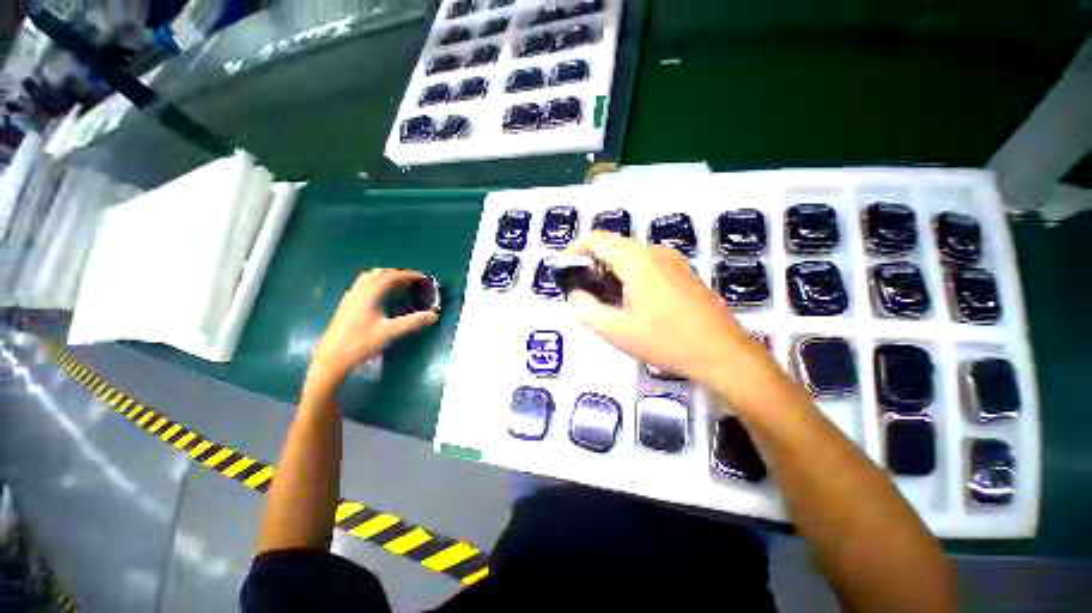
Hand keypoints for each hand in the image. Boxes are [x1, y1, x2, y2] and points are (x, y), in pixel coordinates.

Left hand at [306, 269, 437, 395]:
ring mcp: (351, 297)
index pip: (391, 277)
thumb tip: (434, 315)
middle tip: (413, 282)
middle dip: (397, 274)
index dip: (408, 275)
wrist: (331, 358)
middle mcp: (359, 291)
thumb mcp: (390, 333)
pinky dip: (376, 283)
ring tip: (399, 285)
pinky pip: (363, 285)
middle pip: (379, 273)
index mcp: (369, 295)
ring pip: (369, 278)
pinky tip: (381, 296)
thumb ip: (412, 322)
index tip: (422, 278)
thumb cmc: (360, 343)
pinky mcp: (347, 305)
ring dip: (386, 277)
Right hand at [565, 232, 779, 404]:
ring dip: (612, 270)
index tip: (565, 270)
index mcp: (636, 260)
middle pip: (614, 246)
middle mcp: (655, 252)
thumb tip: (575, 296)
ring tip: (606, 299)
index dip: (575, 250)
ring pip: (631, 256)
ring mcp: (673, 261)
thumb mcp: (617, 330)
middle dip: (593, 264)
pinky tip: (632, 302)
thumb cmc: (666, 340)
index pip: (597, 239)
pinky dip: (630, 275)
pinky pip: (648, 265)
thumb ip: (587, 310)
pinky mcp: (683, 273)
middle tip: (583, 290)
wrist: (723, 353)